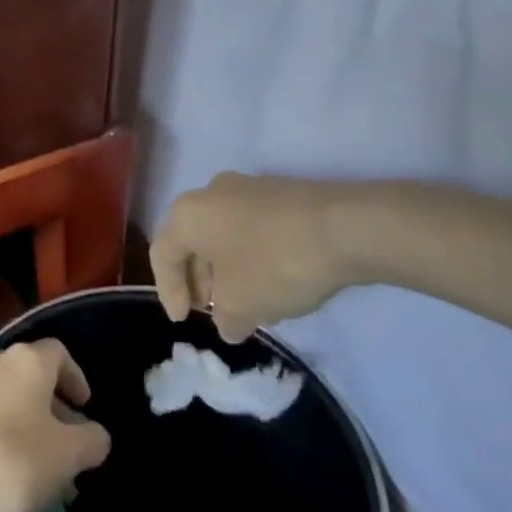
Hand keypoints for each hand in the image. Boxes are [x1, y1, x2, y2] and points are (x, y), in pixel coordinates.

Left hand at [0, 339, 111, 511]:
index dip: (76, 379)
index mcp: (25, 361)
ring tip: (35, 467)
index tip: (84, 410)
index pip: (59, 354)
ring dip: (21, 424)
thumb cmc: (10, 465)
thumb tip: (94, 435)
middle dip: (50, 409)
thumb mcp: (68, 457)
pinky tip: (0, 473)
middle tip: (64, 447)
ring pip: (1, 399)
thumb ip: (91, 440)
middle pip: (28, 377)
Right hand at [151, 172, 376, 342]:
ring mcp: (250, 188)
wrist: (348, 227)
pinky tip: (272, 284)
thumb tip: (228, 323)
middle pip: (193, 241)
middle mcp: (212, 192)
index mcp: (189, 213)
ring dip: (226, 271)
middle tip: (210, 311)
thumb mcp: (241, 305)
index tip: (184, 321)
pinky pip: (252, 229)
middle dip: (199, 280)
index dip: (169, 292)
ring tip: (244, 304)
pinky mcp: (282, 194)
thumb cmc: (276, 263)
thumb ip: (224, 319)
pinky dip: (251, 257)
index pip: (163, 254)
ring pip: (224, 235)